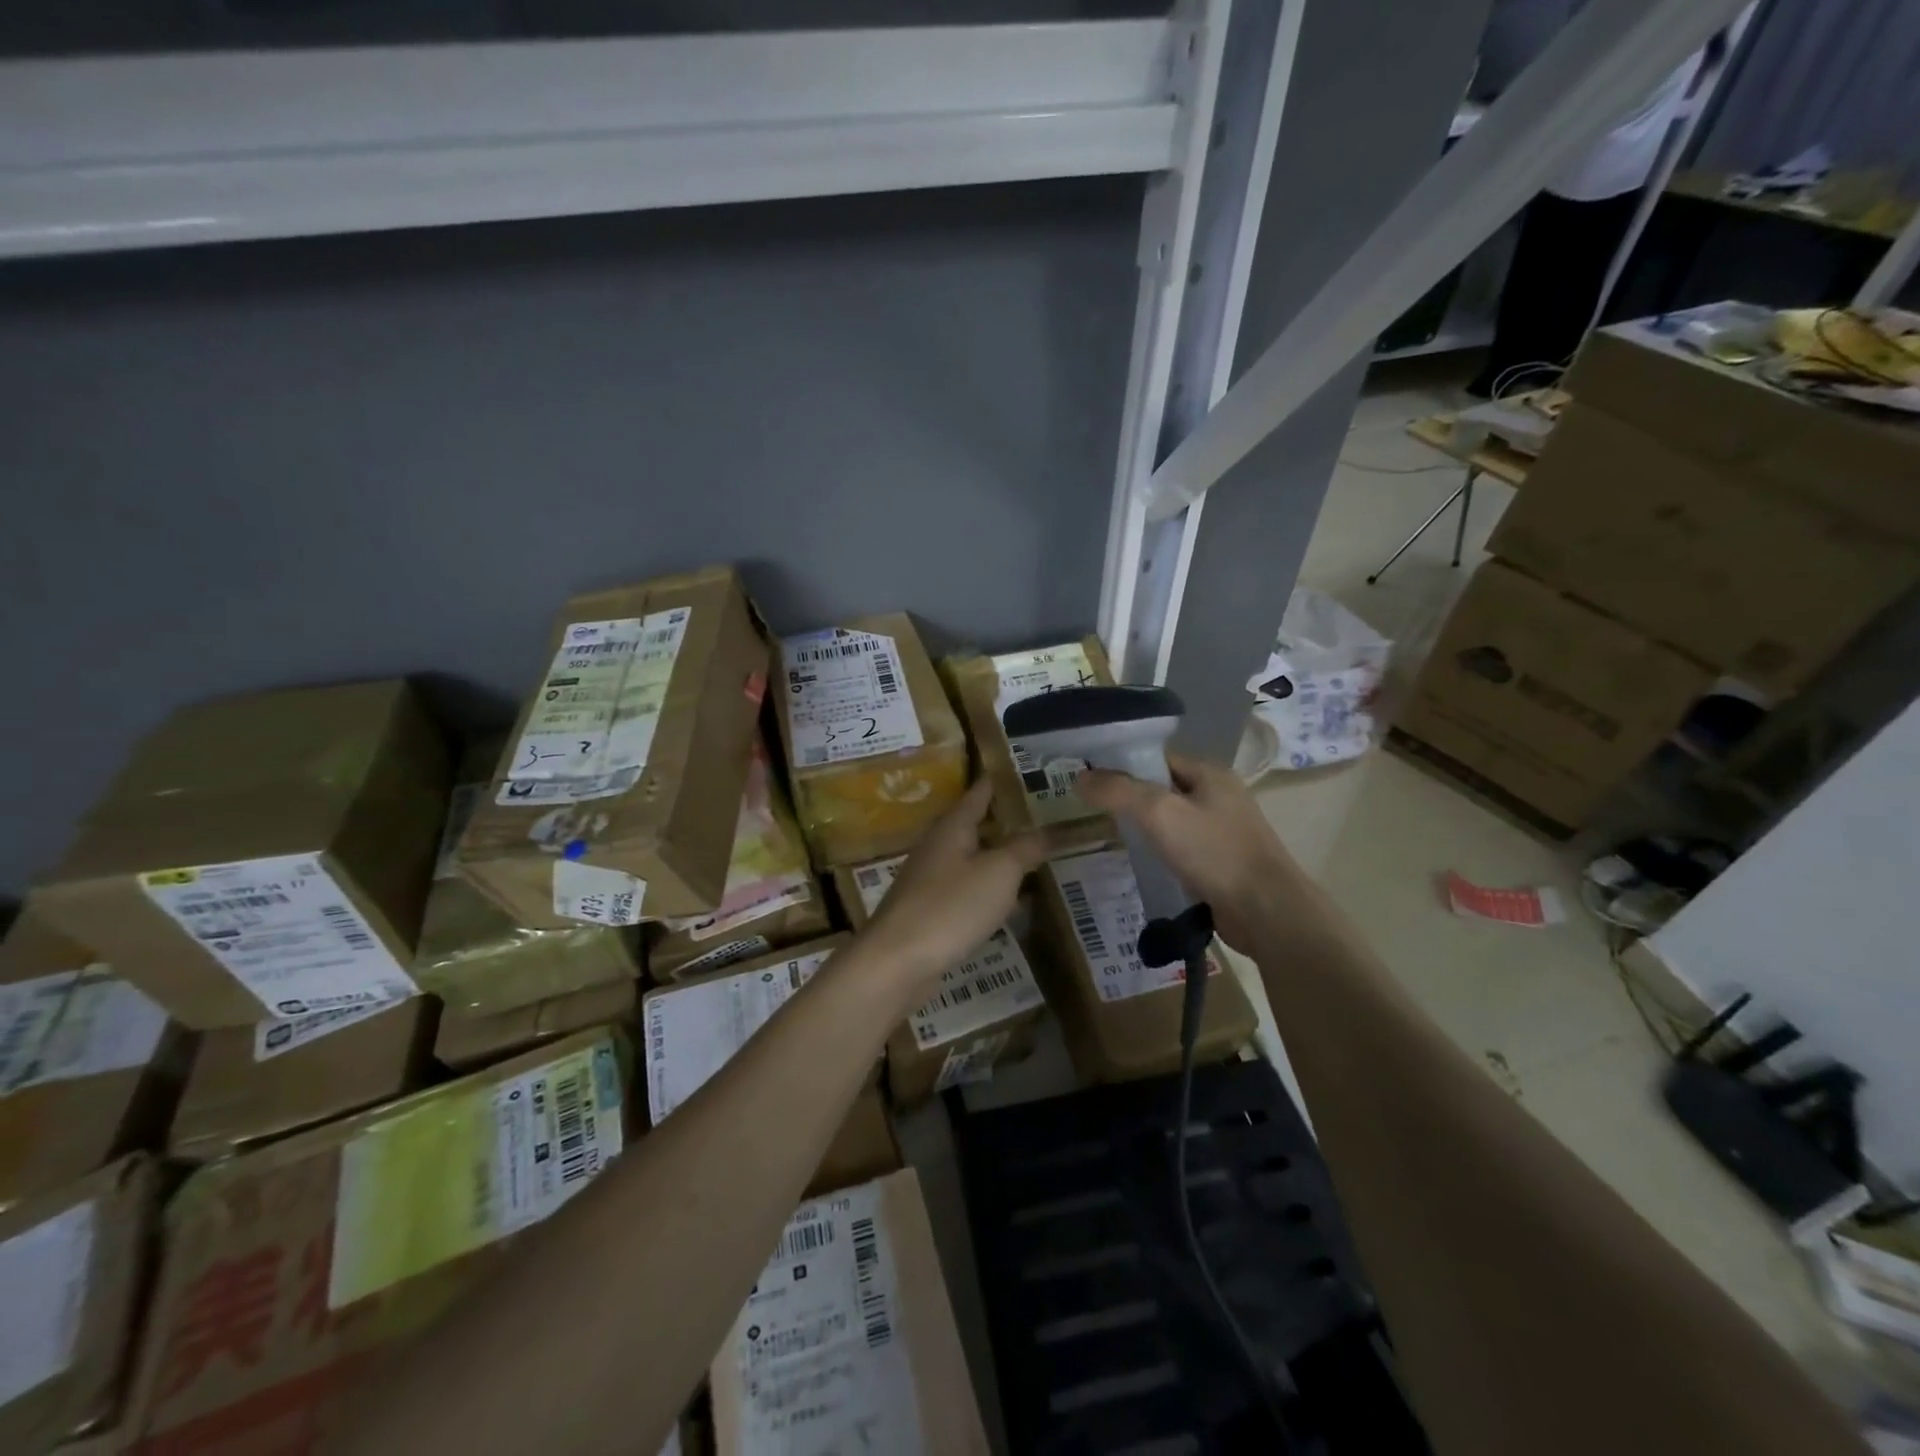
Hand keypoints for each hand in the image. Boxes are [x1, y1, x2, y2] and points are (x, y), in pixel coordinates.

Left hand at [858, 781, 1046, 990]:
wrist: (897, 961)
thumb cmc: (950, 906)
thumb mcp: (999, 872)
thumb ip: (1025, 848)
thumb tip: (1051, 828)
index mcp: (953, 827)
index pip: (979, 793)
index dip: (1000, 781)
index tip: (1023, 771)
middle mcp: (937, 847)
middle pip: (973, 825)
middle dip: (1003, 820)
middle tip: (1041, 816)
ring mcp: (929, 880)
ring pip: (970, 859)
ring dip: (997, 855)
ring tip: (1031, 855)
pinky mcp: (928, 911)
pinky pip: (964, 889)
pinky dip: (987, 888)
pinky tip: (1006, 901)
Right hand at [1077, 751, 1305, 951]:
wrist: (1266, 911)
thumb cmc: (1214, 852)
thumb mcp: (1159, 813)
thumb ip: (1118, 791)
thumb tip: (1080, 778)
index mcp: (1210, 773)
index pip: (1156, 758)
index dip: (1122, 765)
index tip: (1089, 780)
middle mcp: (1218, 796)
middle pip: (1162, 788)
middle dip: (1129, 798)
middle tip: (1092, 811)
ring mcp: (1222, 831)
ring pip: (1170, 820)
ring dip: (1144, 828)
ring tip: (1109, 837)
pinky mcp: (1220, 863)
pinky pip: (1180, 848)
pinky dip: (1159, 853)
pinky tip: (1139, 864)